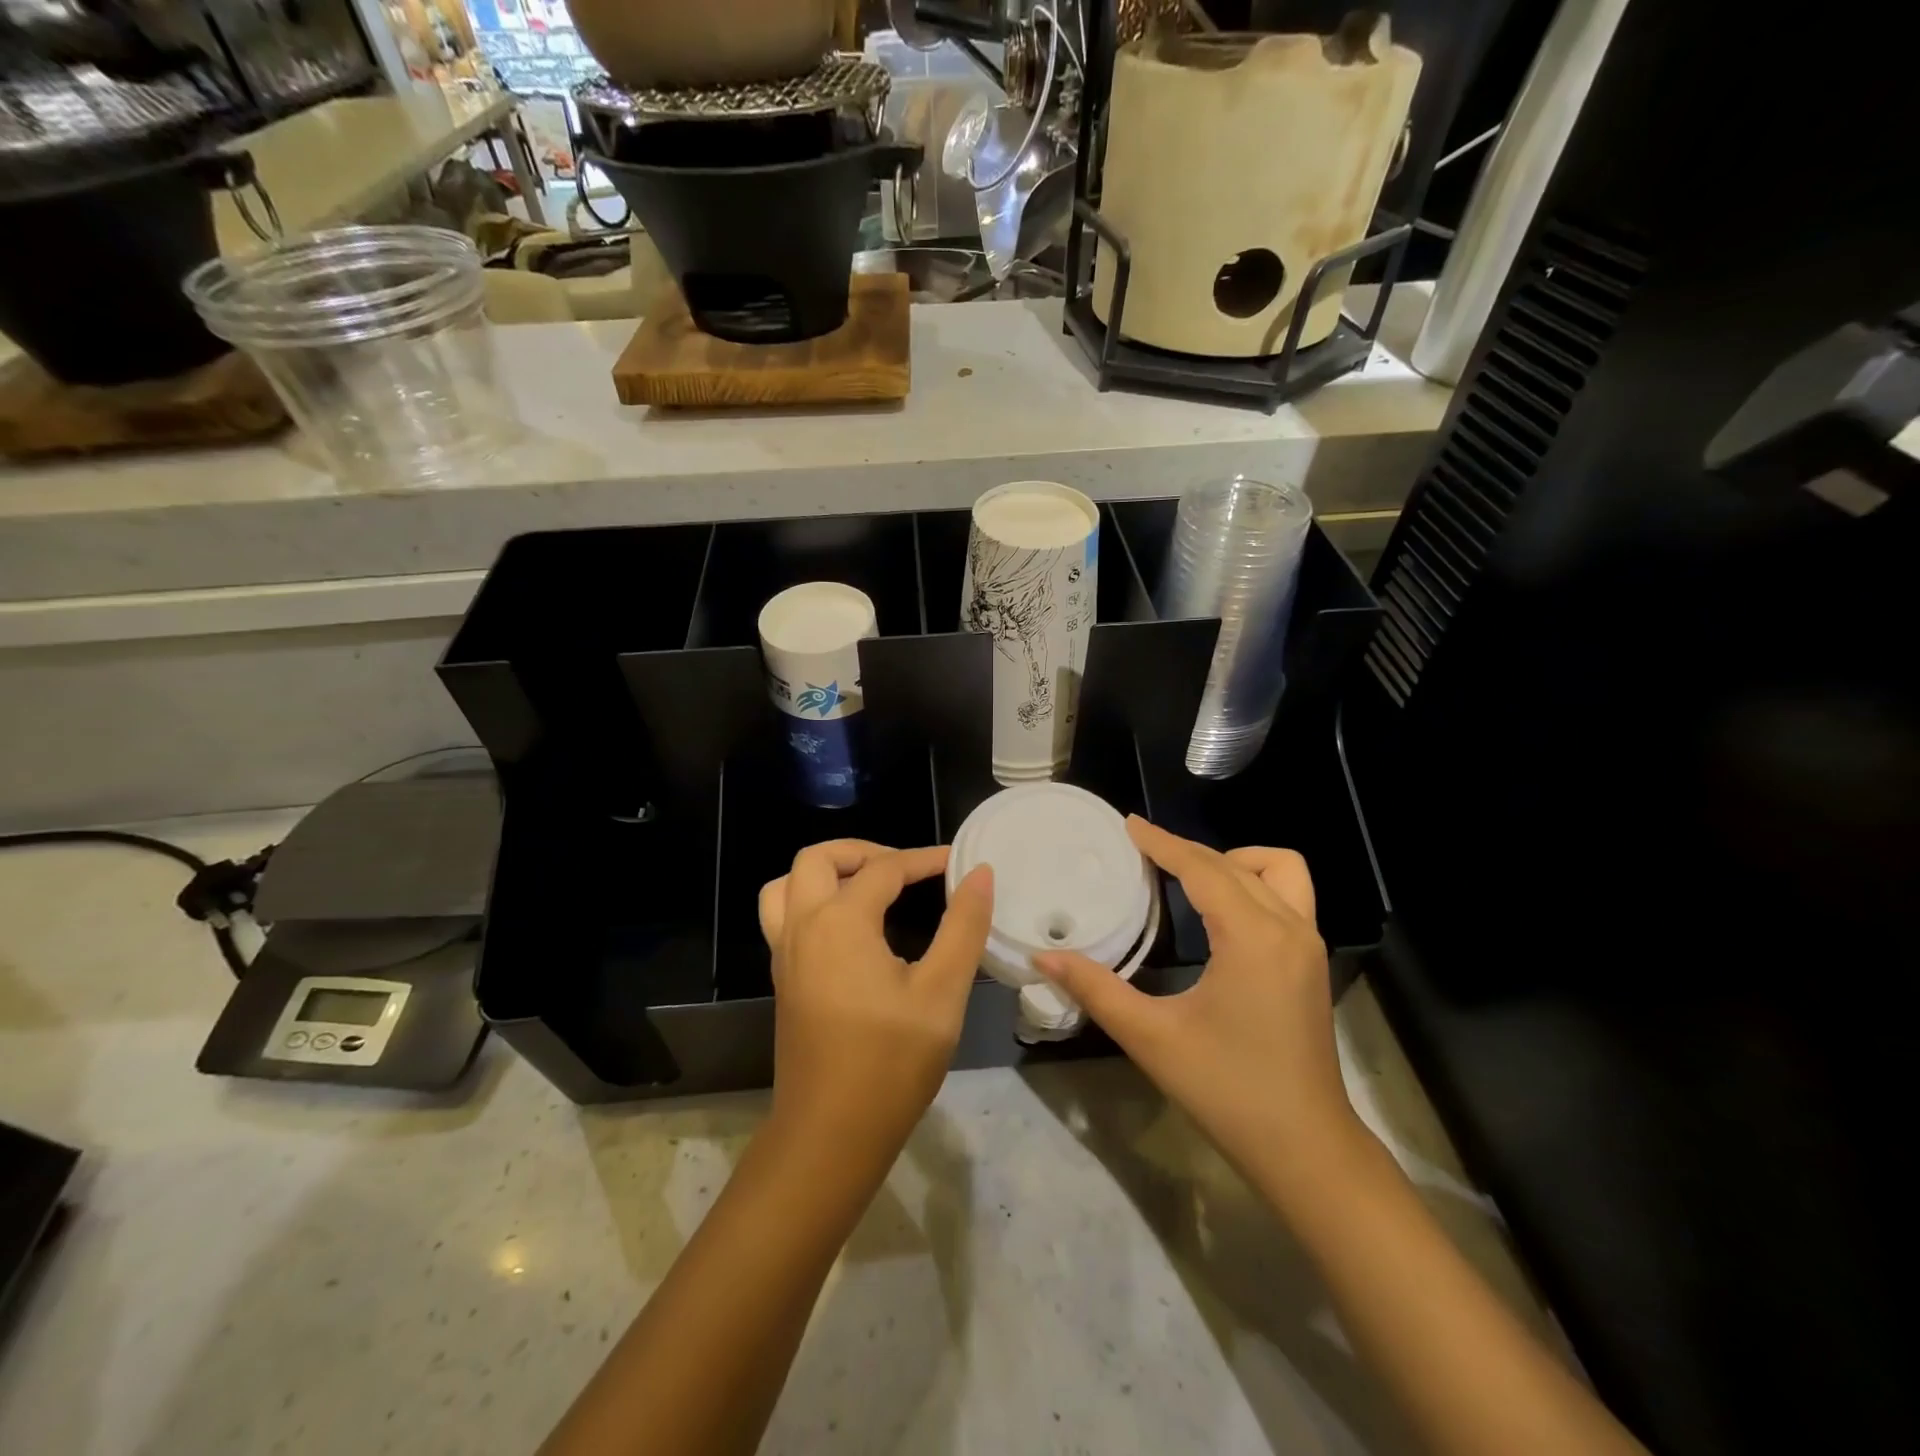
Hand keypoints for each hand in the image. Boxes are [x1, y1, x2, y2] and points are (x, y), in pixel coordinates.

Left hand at [759, 841, 993, 1170]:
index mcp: (840, 922)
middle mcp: (803, 927)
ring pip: (787, 885)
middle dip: (862, 851)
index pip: (884, 869)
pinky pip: (784, 916)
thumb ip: (963, 926)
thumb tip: (980, 874)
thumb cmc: (891, 1063)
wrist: (830, 1136)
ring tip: (868, 887)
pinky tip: (852, 929)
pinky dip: (813, 900)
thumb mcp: (942, 992)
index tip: (958, 863)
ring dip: (826, 872)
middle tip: (904, 869)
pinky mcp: (783, 980)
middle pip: (817, 859)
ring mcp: (785, 954)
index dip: (924, 860)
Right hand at [1034, 817, 1362, 1200]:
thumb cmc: (1227, 1090)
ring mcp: (1309, 945)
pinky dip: (1254, 885)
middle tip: (1141, 850)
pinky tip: (1220, 913)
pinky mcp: (1313, 963)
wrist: (1305, 1149)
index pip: (1203, 869)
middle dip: (1186, 850)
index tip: (1127, 824)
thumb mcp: (1152, 1038)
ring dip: (1235, 862)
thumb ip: (1095, 989)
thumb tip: (1043, 959)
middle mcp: (1289, 928)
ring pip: (1279, 871)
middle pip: (1236, 864)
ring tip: (1190, 878)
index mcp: (1252, 937)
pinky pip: (1288, 897)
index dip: (1162, 843)